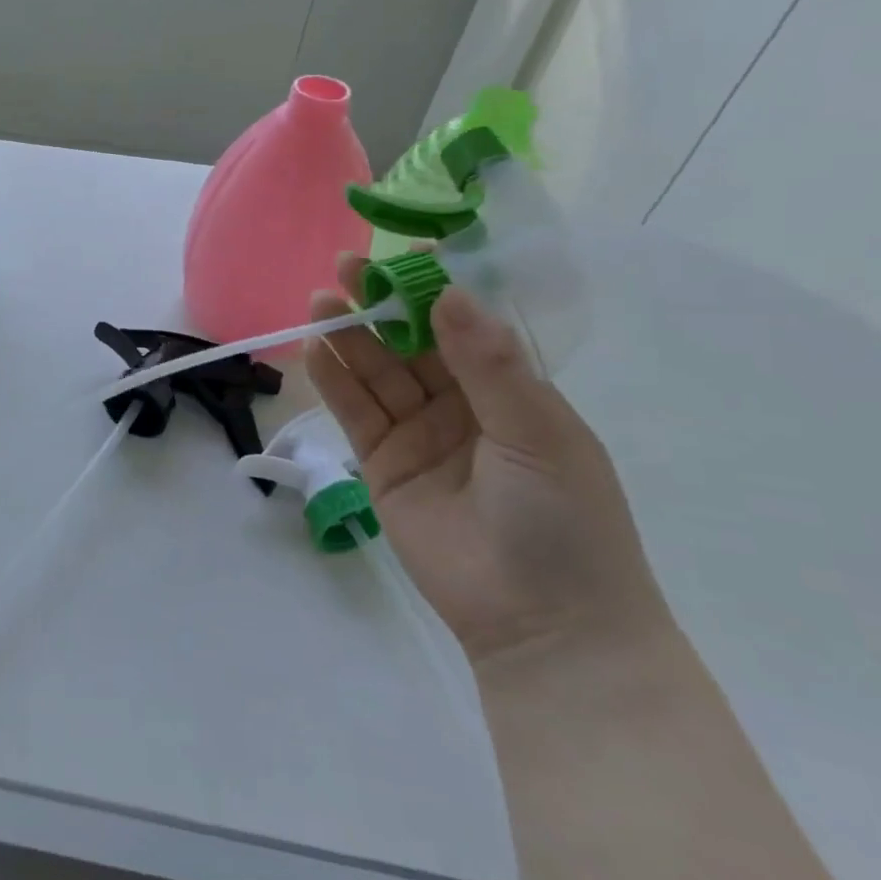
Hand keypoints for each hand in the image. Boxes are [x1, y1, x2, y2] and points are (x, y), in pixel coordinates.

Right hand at [303, 253, 672, 669]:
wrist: (542, 624)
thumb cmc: (565, 521)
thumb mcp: (538, 433)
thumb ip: (488, 366)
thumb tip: (451, 295)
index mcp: (511, 393)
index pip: (466, 327)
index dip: (436, 290)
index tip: (406, 255)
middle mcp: (461, 407)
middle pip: (411, 344)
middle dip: (380, 306)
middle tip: (345, 268)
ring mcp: (418, 435)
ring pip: (377, 373)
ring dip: (349, 337)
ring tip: (321, 300)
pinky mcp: (381, 464)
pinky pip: (355, 412)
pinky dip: (333, 380)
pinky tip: (315, 349)